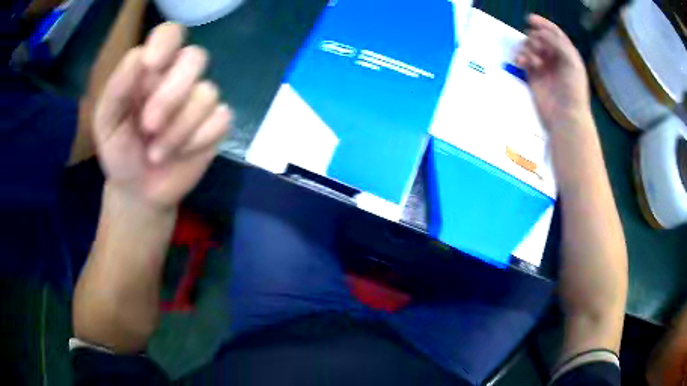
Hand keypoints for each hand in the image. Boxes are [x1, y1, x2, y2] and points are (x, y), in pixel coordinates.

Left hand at [94, 23, 231, 209]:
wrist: (139, 190)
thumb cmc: (119, 151)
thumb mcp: (106, 122)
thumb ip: (117, 88)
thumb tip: (140, 55)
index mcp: (152, 70)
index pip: (170, 33)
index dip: (166, 42)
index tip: (151, 66)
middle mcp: (179, 77)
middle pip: (196, 58)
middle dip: (170, 95)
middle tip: (149, 126)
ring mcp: (199, 100)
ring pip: (208, 93)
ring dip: (179, 128)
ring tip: (156, 154)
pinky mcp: (215, 124)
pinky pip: (221, 119)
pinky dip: (199, 140)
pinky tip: (182, 153)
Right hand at [516, 15, 590, 130]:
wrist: (565, 116)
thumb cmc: (573, 89)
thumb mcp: (571, 61)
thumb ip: (556, 42)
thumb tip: (538, 32)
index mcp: (567, 54)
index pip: (554, 33)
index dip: (543, 24)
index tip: (530, 19)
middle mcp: (555, 58)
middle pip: (540, 38)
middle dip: (535, 39)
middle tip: (537, 49)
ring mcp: (544, 67)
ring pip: (530, 48)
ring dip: (528, 48)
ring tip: (532, 60)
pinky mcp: (533, 76)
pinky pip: (523, 60)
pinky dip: (520, 58)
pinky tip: (522, 62)